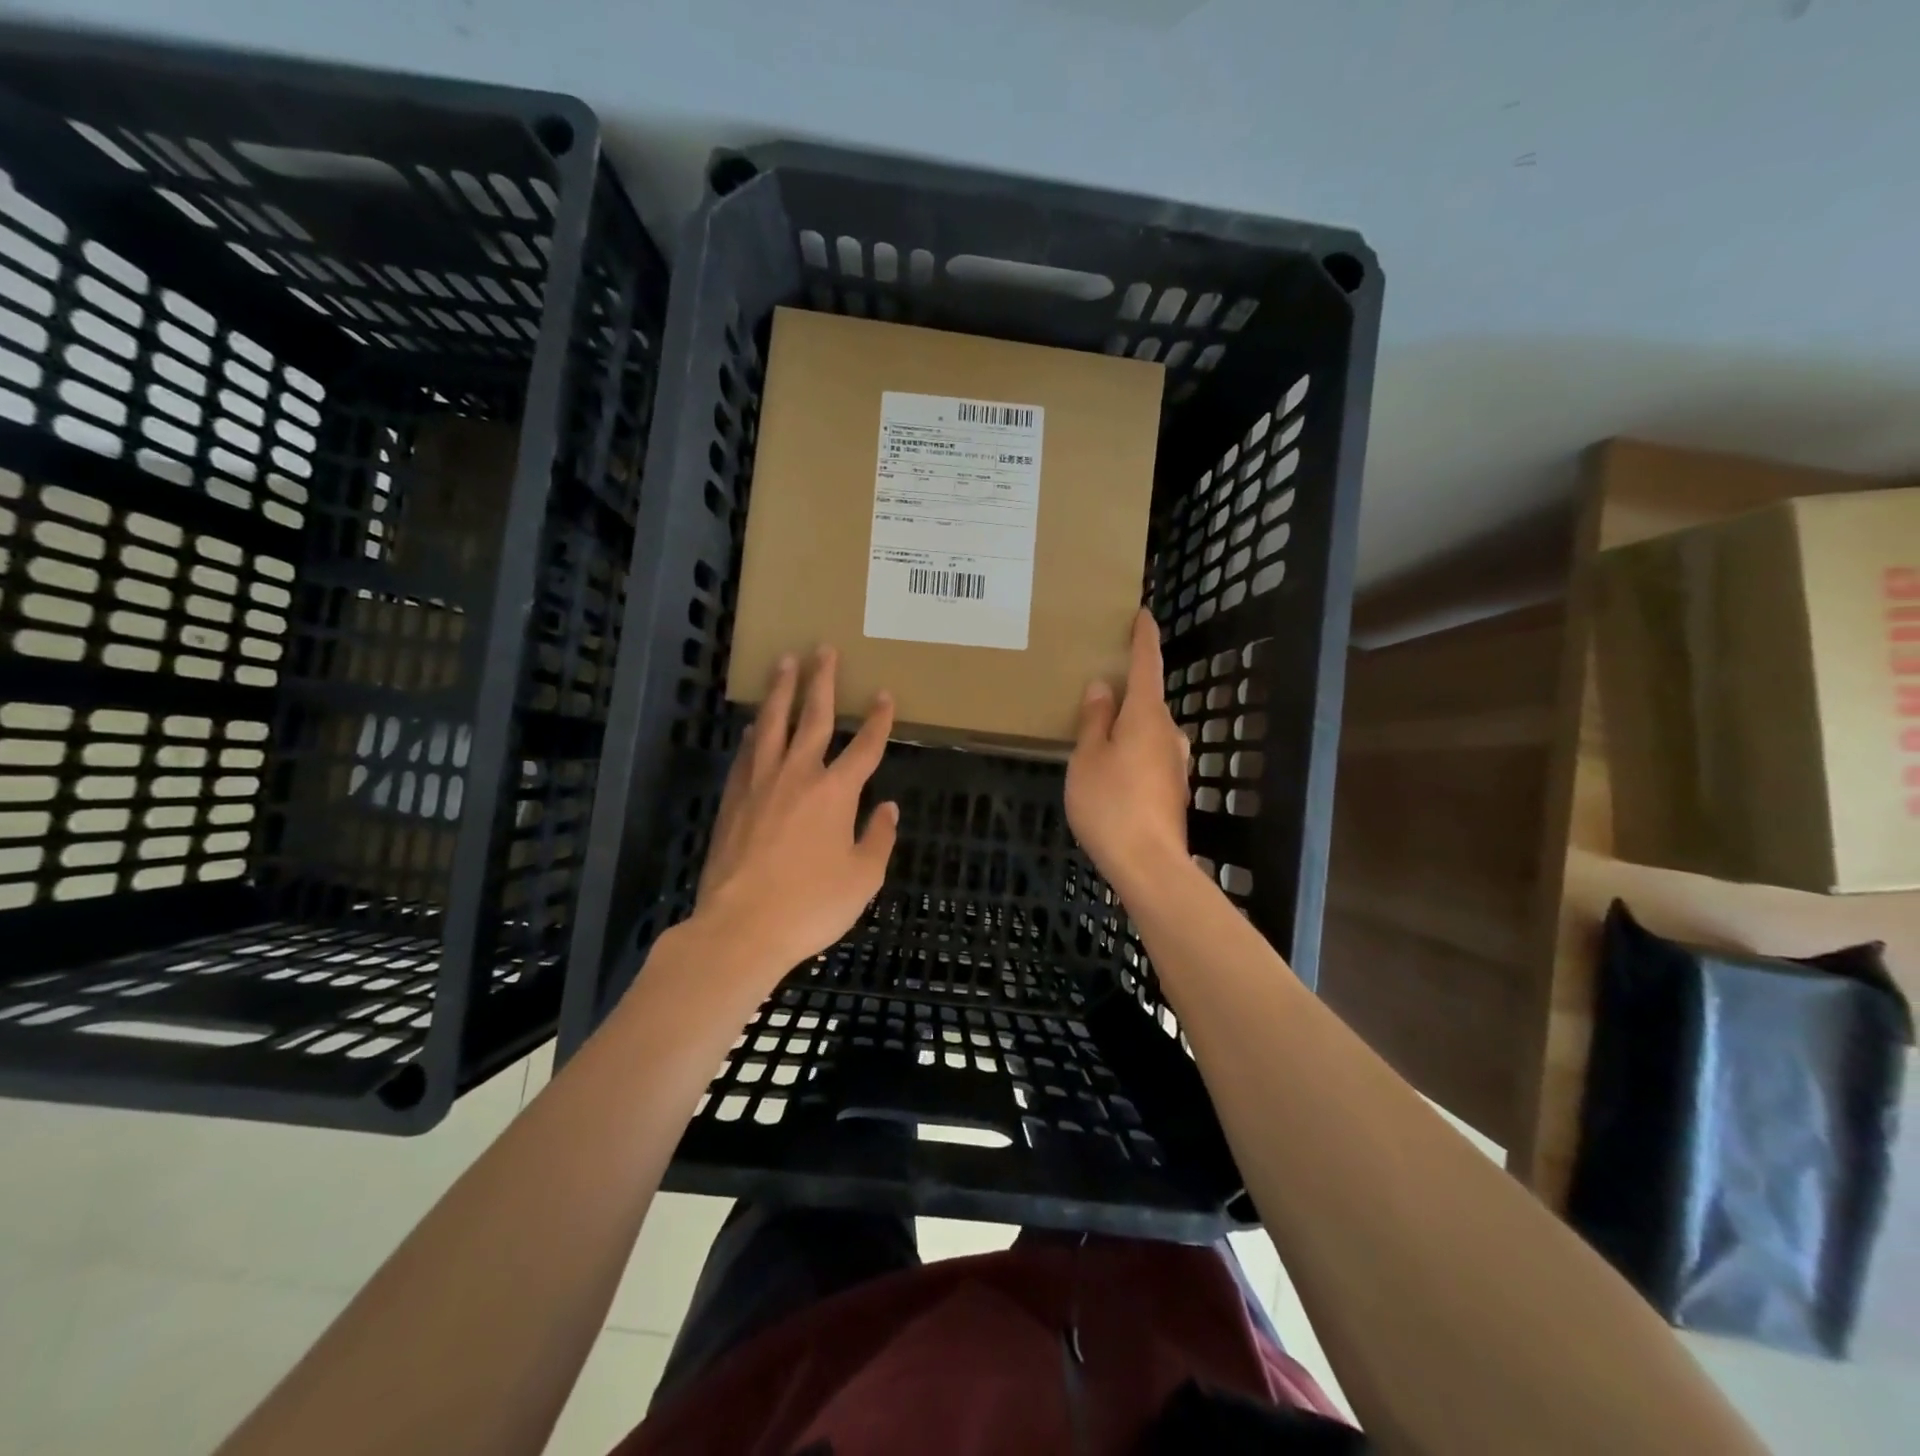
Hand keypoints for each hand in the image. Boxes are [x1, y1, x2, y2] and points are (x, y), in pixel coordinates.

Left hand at [692, 647, 898, 982]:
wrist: (741, 927)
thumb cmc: (811, 905)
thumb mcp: (863, 878)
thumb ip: (879, 838)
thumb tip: (889, 809)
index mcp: (836, 792)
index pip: (865, 747)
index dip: (879, 720)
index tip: (885, 695)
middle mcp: (798, 775)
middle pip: (813, 717)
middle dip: (822, 681)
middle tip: (823, 648)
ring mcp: (760, 783)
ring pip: (772, 724)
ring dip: (781, 691)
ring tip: (784, 662)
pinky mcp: (732, 799)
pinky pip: (746, 753)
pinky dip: (754, 733)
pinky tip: (754, 725)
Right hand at [1065, 609, 1189, 888]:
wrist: (1148, 864)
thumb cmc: (1110, 803)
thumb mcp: (1088, 757)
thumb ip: (1094, 720)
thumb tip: (1102, 686)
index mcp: (1146, 716)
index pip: (1147, 664)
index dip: (1144, 638)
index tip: (1143, 614)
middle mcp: (1168, 733)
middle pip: (1148, 700)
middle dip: (1127, 691)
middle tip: (1098, 687)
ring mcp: (1175, 764)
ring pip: (1148, 731)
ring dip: (1128, 725)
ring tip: (1098, 732)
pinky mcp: (1172, 790)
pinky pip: (1149, 756)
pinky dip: (1132, 751)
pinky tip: (1112, 769)